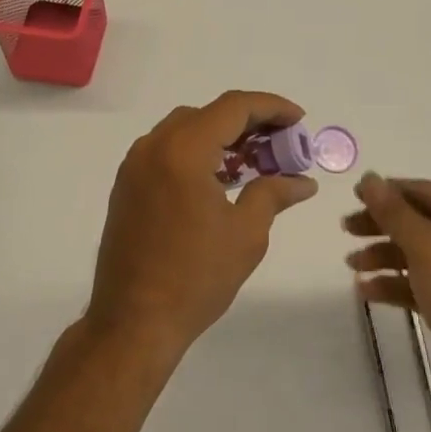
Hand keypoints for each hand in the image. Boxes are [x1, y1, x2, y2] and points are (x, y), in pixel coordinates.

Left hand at [87, 91, 317, 362]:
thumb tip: (302, 181)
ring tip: (255, 160)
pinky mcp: (128, 183)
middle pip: (209, 114)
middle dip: (249, 122)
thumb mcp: (246, 234)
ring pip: (186, 128)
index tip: (299, 119)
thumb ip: (273, 194)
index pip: (234, 107)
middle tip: (281, 144)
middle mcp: (155, 145)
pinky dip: (197, 151)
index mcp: (184, 149)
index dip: (271, 107)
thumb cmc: (195, 278)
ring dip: (222, 136)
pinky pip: (168, 149)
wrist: (132, 324)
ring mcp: (136, 163)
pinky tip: (220, 178)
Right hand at [345, 174, 430, 431]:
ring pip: (416, 252)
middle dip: (381, 224)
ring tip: (352, 264)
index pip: (426, 191)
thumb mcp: (427, 247)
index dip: (388, 191)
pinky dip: (394, 283)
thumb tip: (369, 177)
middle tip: (346, 228)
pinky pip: (419, 282)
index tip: (354, 196)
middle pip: (419, 221)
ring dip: (382, 255)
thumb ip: (394, 212)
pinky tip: (366, 290)